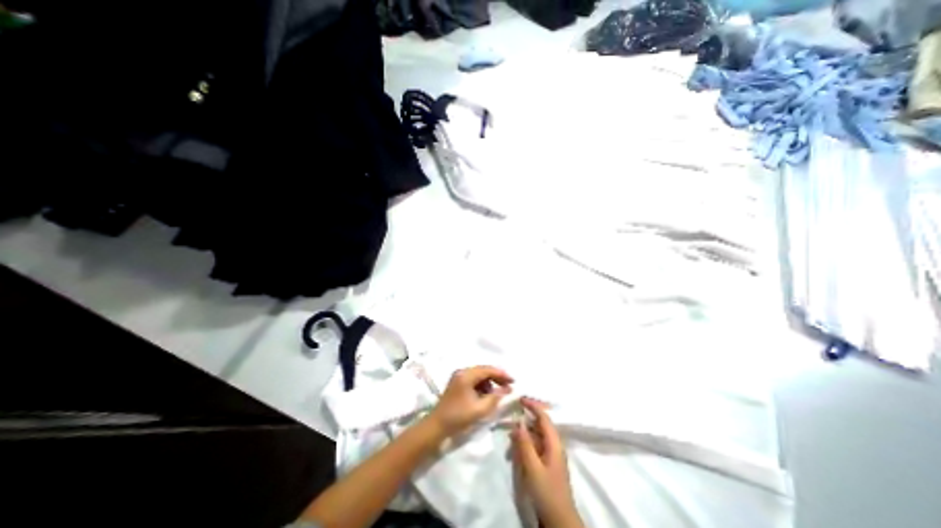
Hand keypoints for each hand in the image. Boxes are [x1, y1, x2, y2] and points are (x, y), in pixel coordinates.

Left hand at [427, 368, 512, 436]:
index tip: (514, 381)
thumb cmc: (458, 417)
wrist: (437, 426)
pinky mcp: (457, 383)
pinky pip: (473, 380)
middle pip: (484, 370)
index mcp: (466, 375)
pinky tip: (486, 395)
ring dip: (489, 382)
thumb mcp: (480, 409)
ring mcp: (458, 376)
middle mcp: (462, 371)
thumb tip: (508, 389)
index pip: (488, 370)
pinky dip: (481, 386)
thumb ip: (495, 397)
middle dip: (497, 378)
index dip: (502, 374)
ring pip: (479, 375)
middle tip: (508, 387)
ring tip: (497, 394)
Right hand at [512, 398, 585, 524]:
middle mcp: (554, 445)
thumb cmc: (547, 492)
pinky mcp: (547, 463)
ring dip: (523, 434)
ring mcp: (552, 454)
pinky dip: (525, 445)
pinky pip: (535, 447)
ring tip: (509, 439)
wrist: (559, 521)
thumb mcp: (533, 467)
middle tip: (510, 417)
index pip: (544, 417)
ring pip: (536, 436)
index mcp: (554, 443)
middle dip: (525, 420)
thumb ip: (525, 443)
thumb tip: (519, 422)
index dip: (533, 406)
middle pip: (540, 425)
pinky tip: (515, 451)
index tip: (519, 399)